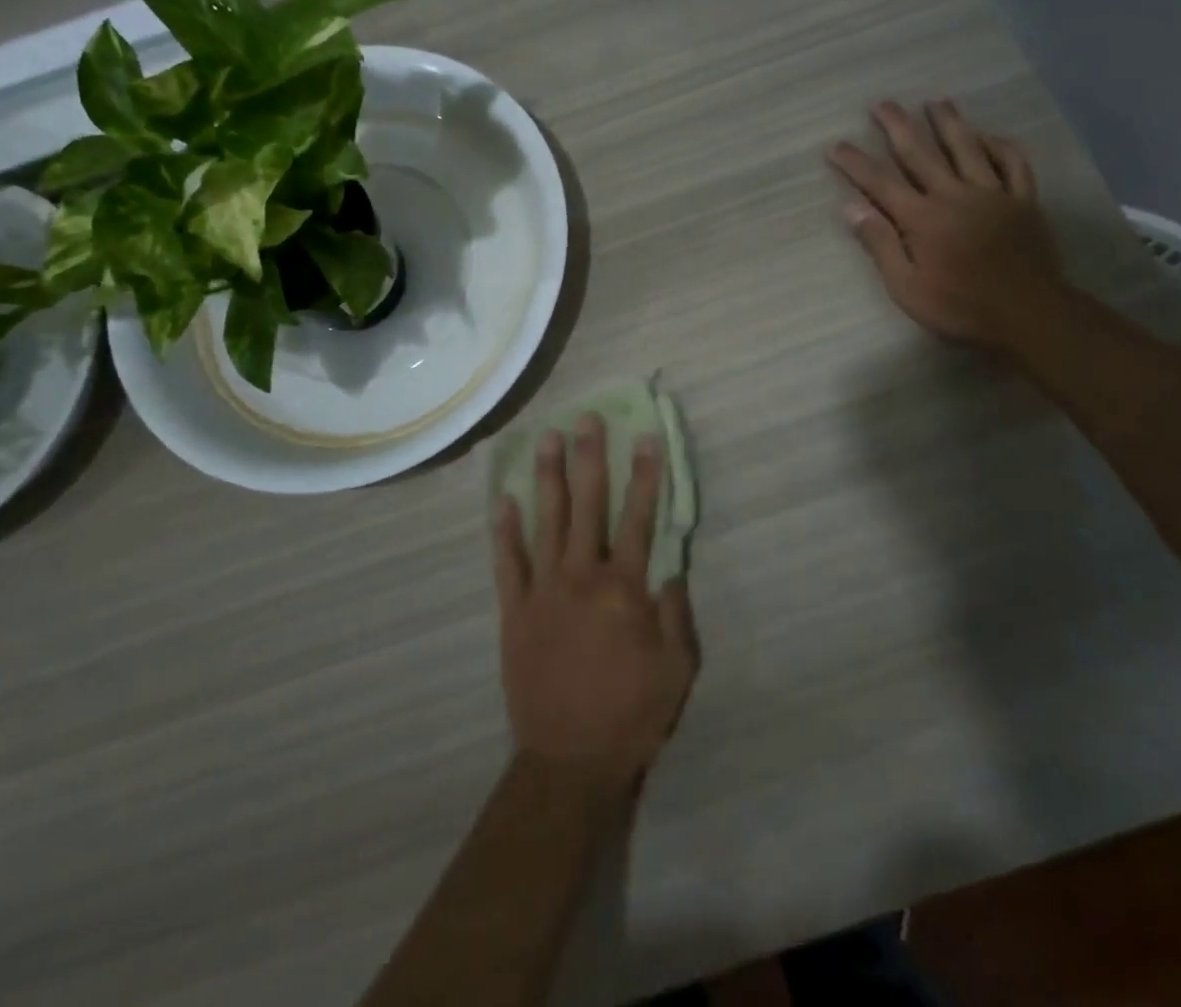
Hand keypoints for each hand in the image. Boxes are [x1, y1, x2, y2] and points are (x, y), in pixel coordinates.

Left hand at [492, 414, 697, 789]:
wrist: (569, 761)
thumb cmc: (632, 714)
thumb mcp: (677, 669)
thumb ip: (675, 612)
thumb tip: (669, 565)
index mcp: (624, 589)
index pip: (639, 518)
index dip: (645, 476)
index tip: (646, 438)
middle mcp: (582, 576)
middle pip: (588, 505)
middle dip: (589, 457)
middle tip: (586, 418)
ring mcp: (543, 590)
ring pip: (545, 521)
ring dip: (547, 477)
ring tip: (546, 438)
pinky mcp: (514, 610)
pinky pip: (508, 562)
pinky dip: (504, 530)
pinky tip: (503, 499)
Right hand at [827, 99, 1070, 352]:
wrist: (1028, 315)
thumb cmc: (959, 307)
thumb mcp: (907, 287)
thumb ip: (880, 244)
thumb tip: (851, 207)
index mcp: (922, 218)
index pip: (879, 183)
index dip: (855, 162)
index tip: (835, 144)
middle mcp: (954, 195)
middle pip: (920, 153)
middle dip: (897, 126)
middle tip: (881, 104)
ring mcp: (993, 194)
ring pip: (967, 148)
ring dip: (949, 122)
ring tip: (936, 101)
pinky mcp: (1023, 201)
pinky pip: (1013, 164)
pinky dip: (1001, 146)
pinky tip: (990, 136)